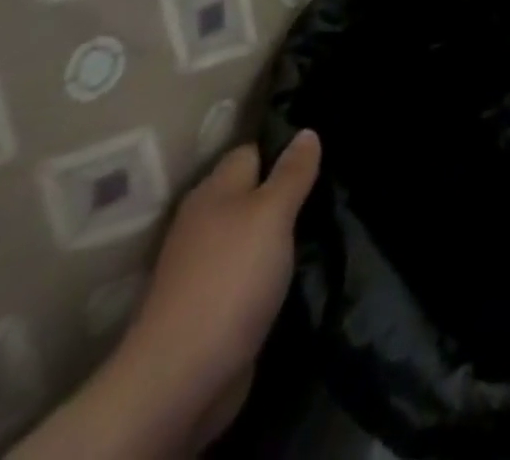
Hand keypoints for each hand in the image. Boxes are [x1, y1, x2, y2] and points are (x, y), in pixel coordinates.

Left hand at [16, 131, 321, 458]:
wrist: (180, 378)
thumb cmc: (231, 278)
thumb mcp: (273, 213)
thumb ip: (292, 173)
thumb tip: (307, 132)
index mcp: (214, 191)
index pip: (251, 151)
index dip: (283, 146)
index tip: (320, 150)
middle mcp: (204, 222)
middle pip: (250, 190)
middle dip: (284, 188)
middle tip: (329, 184)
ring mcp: (204, 266)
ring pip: (250, 231)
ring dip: (278, 229)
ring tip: (321, 221)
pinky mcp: (211, 303)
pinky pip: (247, 268)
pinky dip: (268, 265)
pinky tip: (294, 265)